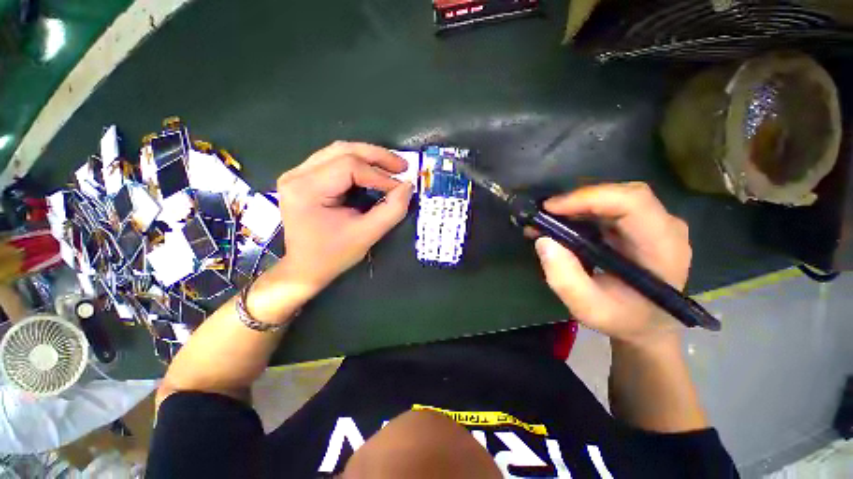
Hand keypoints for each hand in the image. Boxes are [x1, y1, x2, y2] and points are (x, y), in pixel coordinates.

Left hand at [275, 142, 413, 294]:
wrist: (305, 268)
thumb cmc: (333, 255)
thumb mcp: (367, 235)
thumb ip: (391, 210)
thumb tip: (408, 186)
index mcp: (307, 189)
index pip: (350, 167)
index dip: (380, 176)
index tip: (401, 188)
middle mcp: (297, 175)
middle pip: (343, 150)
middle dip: (377, 156)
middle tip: (402, 166)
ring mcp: (297, 174)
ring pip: (339, 151)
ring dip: (369, 157)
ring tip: (392, 167)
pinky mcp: (303, 178)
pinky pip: (334, 160)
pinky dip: (358, 163)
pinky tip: (373, 171)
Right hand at [533, 183, 690, 345]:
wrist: (647, 324)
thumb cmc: (623, 319)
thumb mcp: (589, 308)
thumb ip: (565, 279)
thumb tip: (544, 240)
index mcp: (662, 247)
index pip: (632, 202)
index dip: (589, 198)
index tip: (550, 208)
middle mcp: (664, 227)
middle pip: (621, 194)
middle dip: (577, 201)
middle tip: (544, 215)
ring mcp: (653, 223)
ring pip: (612, 197)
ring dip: (575, 206)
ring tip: (546, 222)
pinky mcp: (638, 225)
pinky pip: (608, 208)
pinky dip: (580, 212)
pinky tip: (561, 224)